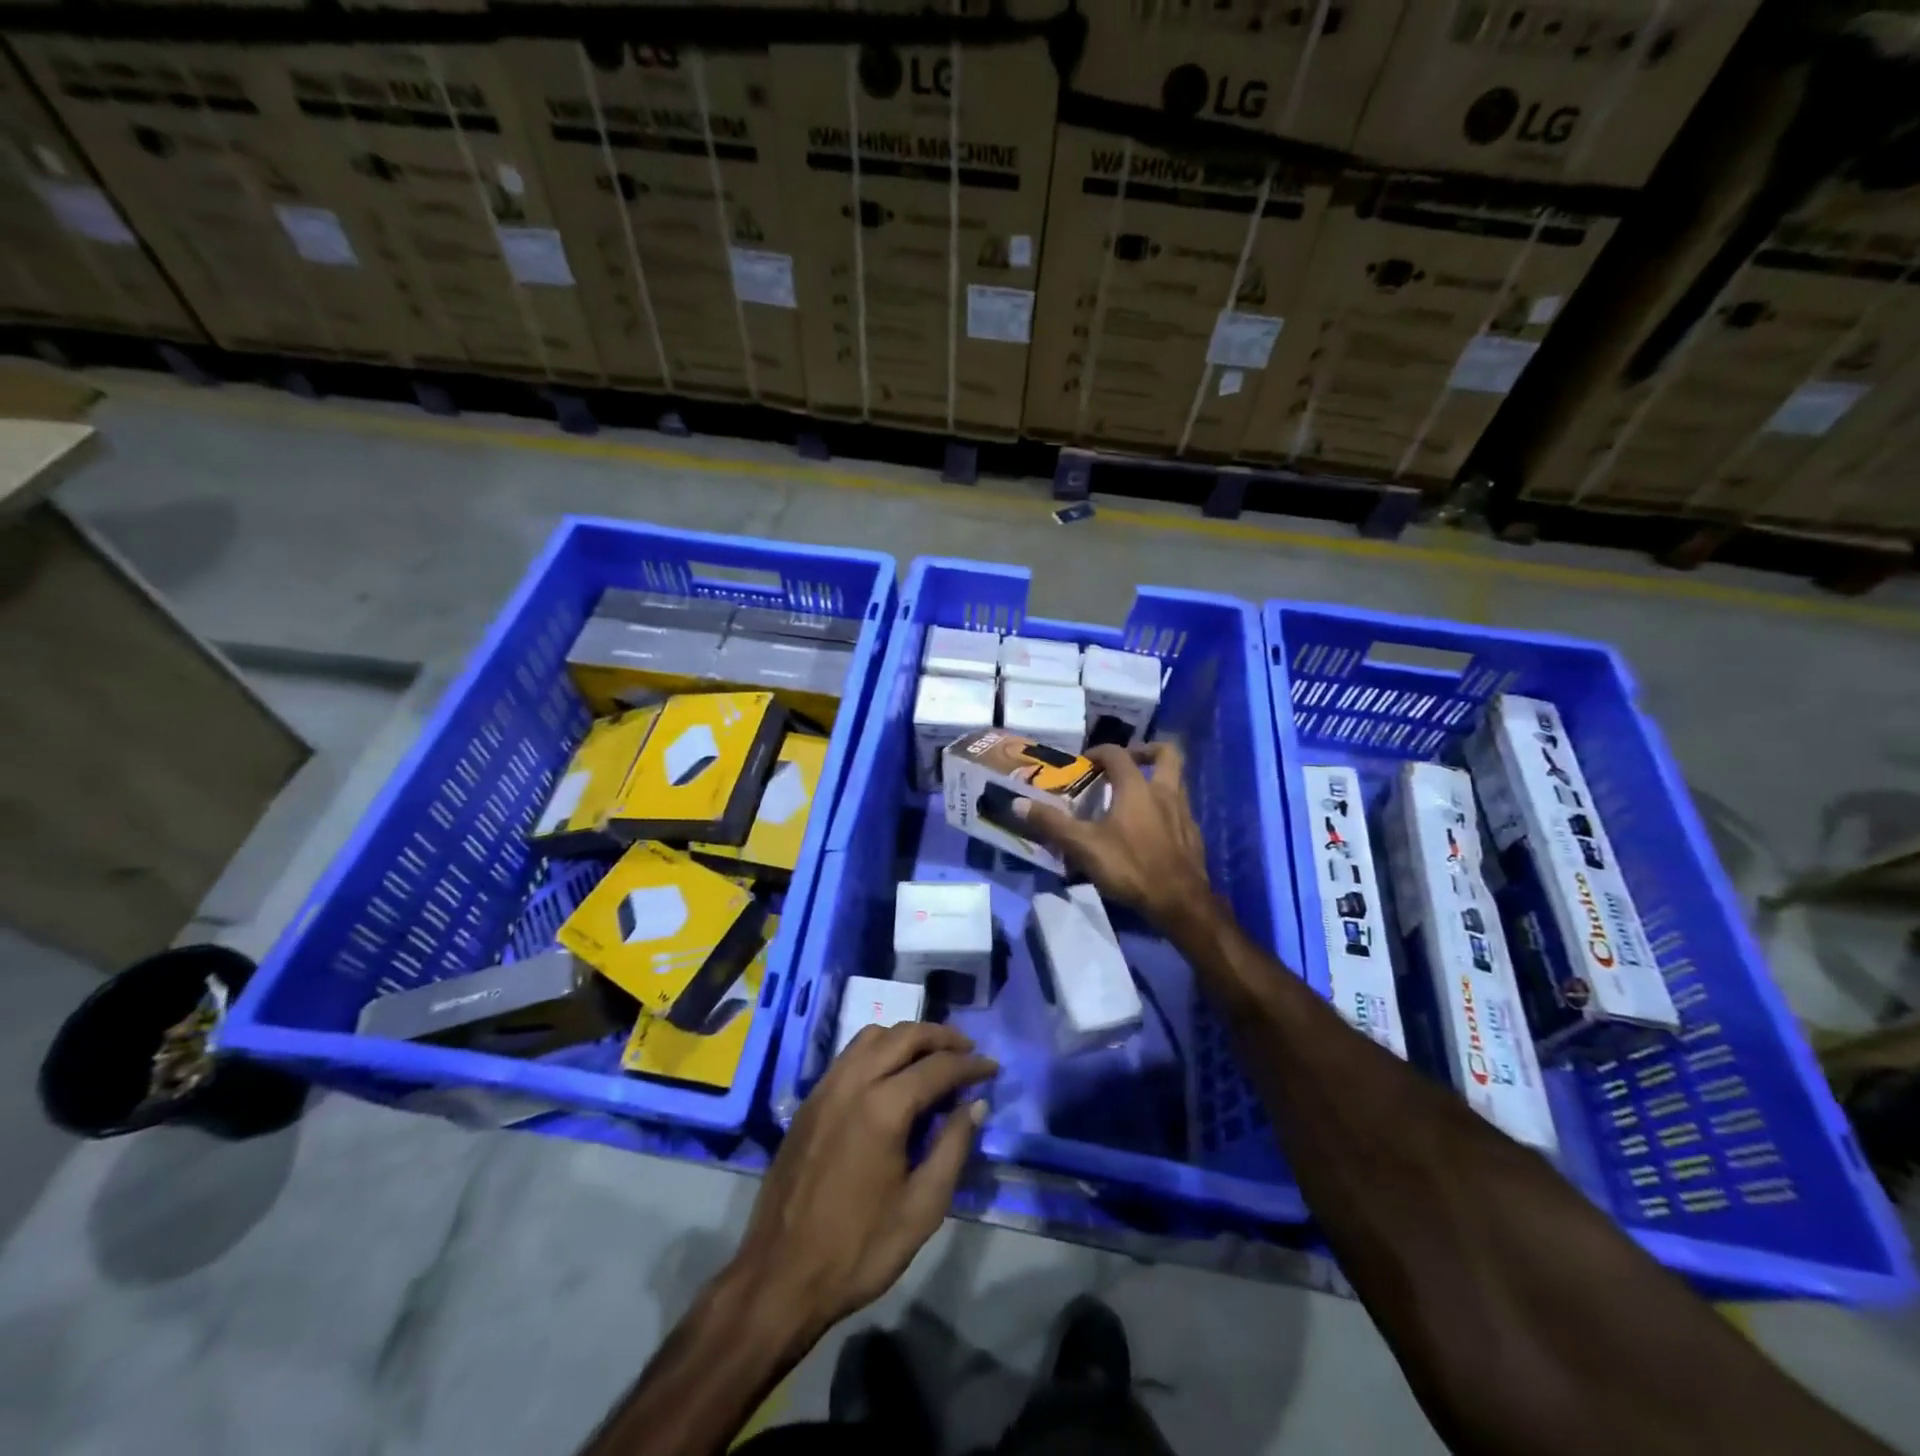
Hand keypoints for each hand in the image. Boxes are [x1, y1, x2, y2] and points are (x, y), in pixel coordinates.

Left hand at [731, 1022, 996, 1338]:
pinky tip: (891, 1073)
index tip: (993, 1068)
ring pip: (873, 1036)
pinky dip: (879, 1049)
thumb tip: (975, 1104)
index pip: (938, 1067)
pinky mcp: (809, 1100)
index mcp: (884, 1108)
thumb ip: (953, 1147)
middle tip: (968, 1051)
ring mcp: (826, 1087)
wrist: (781, 1276)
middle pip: (905, 1036)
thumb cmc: (859, 1249)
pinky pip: (850, 1054)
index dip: (971, 1065)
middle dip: (942, 1037)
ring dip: (907, 1037)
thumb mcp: (922, 1208)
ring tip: (932, 1056)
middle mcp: (853, 1082)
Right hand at [1016, 741, 1211, 929]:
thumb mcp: (1083, 846)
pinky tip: (1151, 828)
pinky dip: (1166, 808)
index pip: (1118, 755)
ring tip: (1136, 795)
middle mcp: (1165, 792)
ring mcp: (1184, 813)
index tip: (1085, 761)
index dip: (1100, 752)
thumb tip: (1018, 803)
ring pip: (1177, 781)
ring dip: (1158, 780)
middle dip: (1146, 750)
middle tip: (1127, 762)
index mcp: (1137, 788)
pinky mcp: (1193, 835)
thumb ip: (1052, 823)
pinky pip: (1180, 809)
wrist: (1180, 902)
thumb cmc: (1130, 867)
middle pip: (1167, 753)